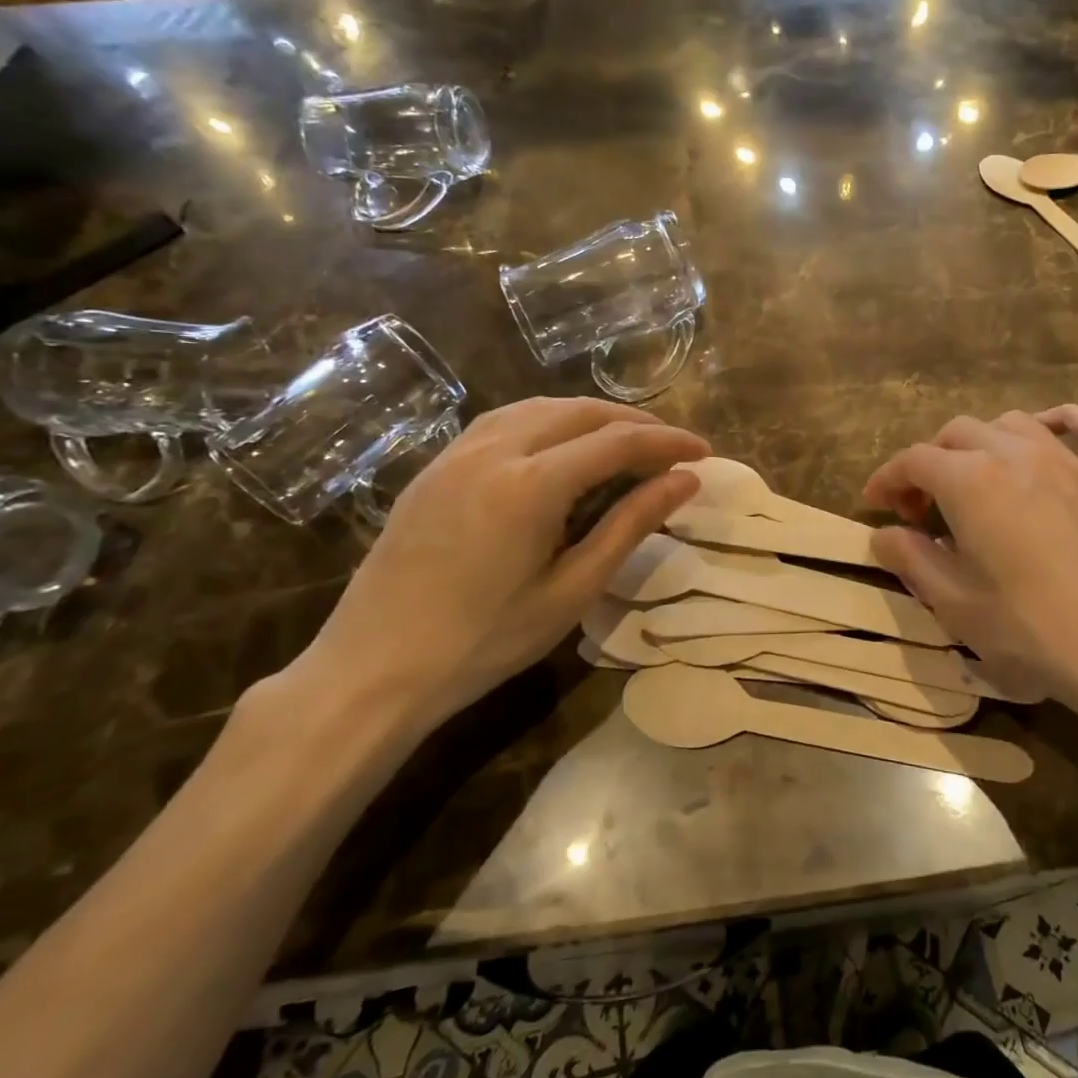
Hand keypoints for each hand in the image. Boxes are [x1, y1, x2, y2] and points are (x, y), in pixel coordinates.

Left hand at [292, 398, 706, 735]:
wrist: (373, 669)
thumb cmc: (485, 642)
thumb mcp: (572, 589)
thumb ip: (630, 525)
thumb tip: (684, 482)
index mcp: (532, 483)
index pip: (618, 442)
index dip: (668, 442)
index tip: (704, 451)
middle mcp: (495, 450)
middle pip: (580, 412)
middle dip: (634, 422)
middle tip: (672, 446)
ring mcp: (457, 453)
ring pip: (539, 408)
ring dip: (590, 416)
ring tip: (624, 439)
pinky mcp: (435, 467)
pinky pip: (502, 421)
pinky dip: (547, 420)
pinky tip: (558, 444)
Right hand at [864, 407, 1077, 752]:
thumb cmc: (1037, 633)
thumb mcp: (958, 607)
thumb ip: (914, 562)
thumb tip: (884, 536)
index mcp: (971, 481)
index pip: (914, 460)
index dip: (887, 478)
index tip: (874, 504)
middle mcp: (1015, 454)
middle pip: (958, 433)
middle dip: (929, 463)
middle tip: (922, 510)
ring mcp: (1068, 460)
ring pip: (1011, 423)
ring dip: (981, 442)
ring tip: (975, 482)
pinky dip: (1059, 422)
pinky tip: (1047, 437)